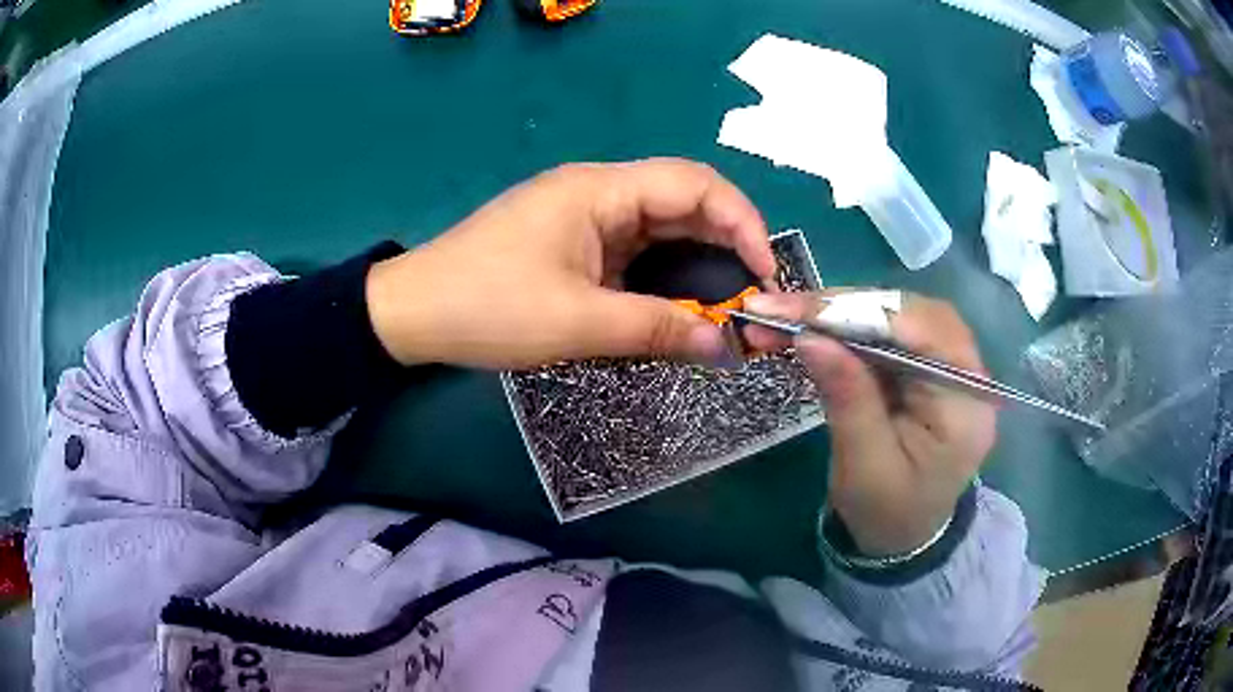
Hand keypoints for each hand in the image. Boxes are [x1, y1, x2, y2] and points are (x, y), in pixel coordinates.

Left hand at [366, 159, 775, 369]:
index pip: (695, 184)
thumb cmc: (488, 307)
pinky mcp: (574, 241)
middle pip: (684, 201)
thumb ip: (657, 329)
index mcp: (601, 190)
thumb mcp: (577, 322)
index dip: (742, 222)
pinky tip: (681, 301)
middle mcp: (599, 191)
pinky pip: (636, 248)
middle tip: (754, 295)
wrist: (414, 312)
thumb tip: (724, 345)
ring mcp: (584, 216)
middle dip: (727, 243)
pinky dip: (665, 272)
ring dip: (698, 260)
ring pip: (662, 226)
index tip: (765, 272)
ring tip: (728, 301)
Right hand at [742, 291, 995, 556]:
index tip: (797, 311)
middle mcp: (966, 371)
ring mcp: (948, 364)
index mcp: (966, 402)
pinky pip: (886, 331)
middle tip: (778, 309)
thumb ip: (847, 398)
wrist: (905, 536)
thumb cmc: (887, 512)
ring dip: (837, 313)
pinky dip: (844, 327)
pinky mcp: (925, 364)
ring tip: (783, 317)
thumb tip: (810, 336)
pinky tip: (808, 328)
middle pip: (908, 313)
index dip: (860, 312)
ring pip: (894, 314)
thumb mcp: (864, 466)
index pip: (921, 331)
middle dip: (841, 307)